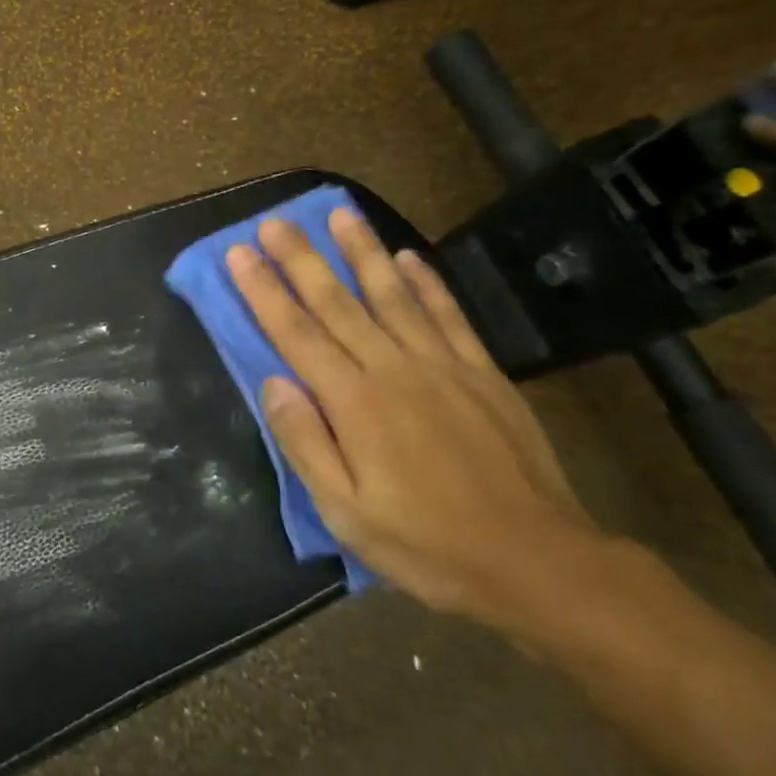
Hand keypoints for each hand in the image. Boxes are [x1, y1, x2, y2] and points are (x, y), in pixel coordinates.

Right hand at [227, 209, 602, 630]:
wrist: (536, 562)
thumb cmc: (426, 543)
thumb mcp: (345, 512)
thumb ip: (305, 443)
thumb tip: (274, 383)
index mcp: (354, 403)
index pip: (296, 334)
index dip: (264, 291)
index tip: (239, 254)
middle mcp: (393, 370)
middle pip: (337, 303)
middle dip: (300, 258)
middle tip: (273, 221)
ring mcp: (442, 367)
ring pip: (392, 296)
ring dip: (362, 252)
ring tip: (340, 213)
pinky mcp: (482, 374)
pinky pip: (449, 316)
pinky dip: (427, 283)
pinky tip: (408, 257)